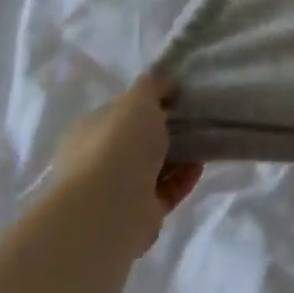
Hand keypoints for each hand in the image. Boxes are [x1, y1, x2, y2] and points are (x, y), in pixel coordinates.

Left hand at [54, 73, 203, 256]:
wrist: (111, 207)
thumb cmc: (118, 142)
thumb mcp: (138, 99)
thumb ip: (153, 85)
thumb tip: (165, 78)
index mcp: (88, 131)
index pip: (118, 112)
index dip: (146, 103)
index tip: (176, 96)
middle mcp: (96, 160)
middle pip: (138, 140)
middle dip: (166, 130)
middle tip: (194, 117)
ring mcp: (116, 190)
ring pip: (154, 166)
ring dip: (179, 155)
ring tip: (205, 139)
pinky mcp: (138, 214)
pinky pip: (166, 190)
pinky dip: (183, 178)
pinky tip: (201, 165)